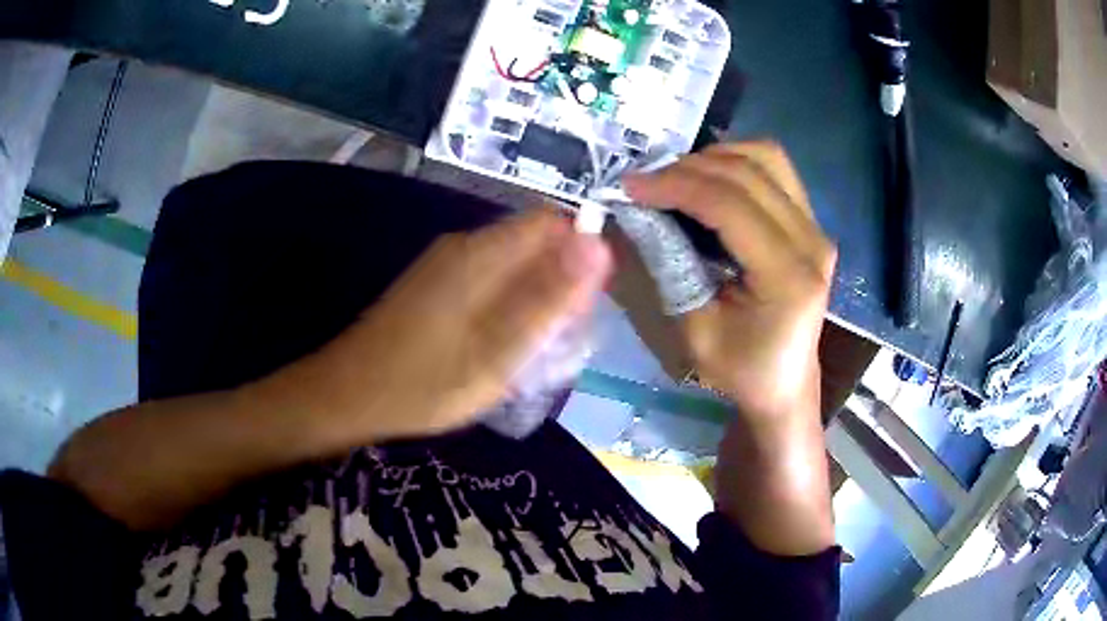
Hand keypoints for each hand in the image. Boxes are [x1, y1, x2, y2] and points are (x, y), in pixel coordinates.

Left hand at [304, 209, 611, 439]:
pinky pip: (487, 280)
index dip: (582, 256)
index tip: (584, 307)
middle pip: (534, 242)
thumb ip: (549, 298)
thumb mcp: (499, 350)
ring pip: (512, 264)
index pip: (553, 223)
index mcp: (482, 252)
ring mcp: (444, 264)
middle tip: (558, 339)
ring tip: (533, 349)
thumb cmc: (424, 382)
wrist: (347, 395)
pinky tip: (499, 345)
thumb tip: (599, 244)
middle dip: (559, 283)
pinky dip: (507, 306)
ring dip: (534, 298)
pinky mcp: (434, 284)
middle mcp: (464, 246)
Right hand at [625, 142, 836, 555]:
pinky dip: (736, 162)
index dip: (676, 186)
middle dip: (688, 167)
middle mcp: (812, 242)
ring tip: (676, 177)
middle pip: (748, 172)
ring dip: (715, 157)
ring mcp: (817, 227)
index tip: (630, 186)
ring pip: (766, 158)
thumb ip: (670, 267)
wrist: (786, 383)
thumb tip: (641, 212)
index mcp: (788, 277)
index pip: (730, 205)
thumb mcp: (694, 331)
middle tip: (646, 180)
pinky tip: (709, 179)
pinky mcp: (812, 222)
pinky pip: (775, 170)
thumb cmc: (741, 369)